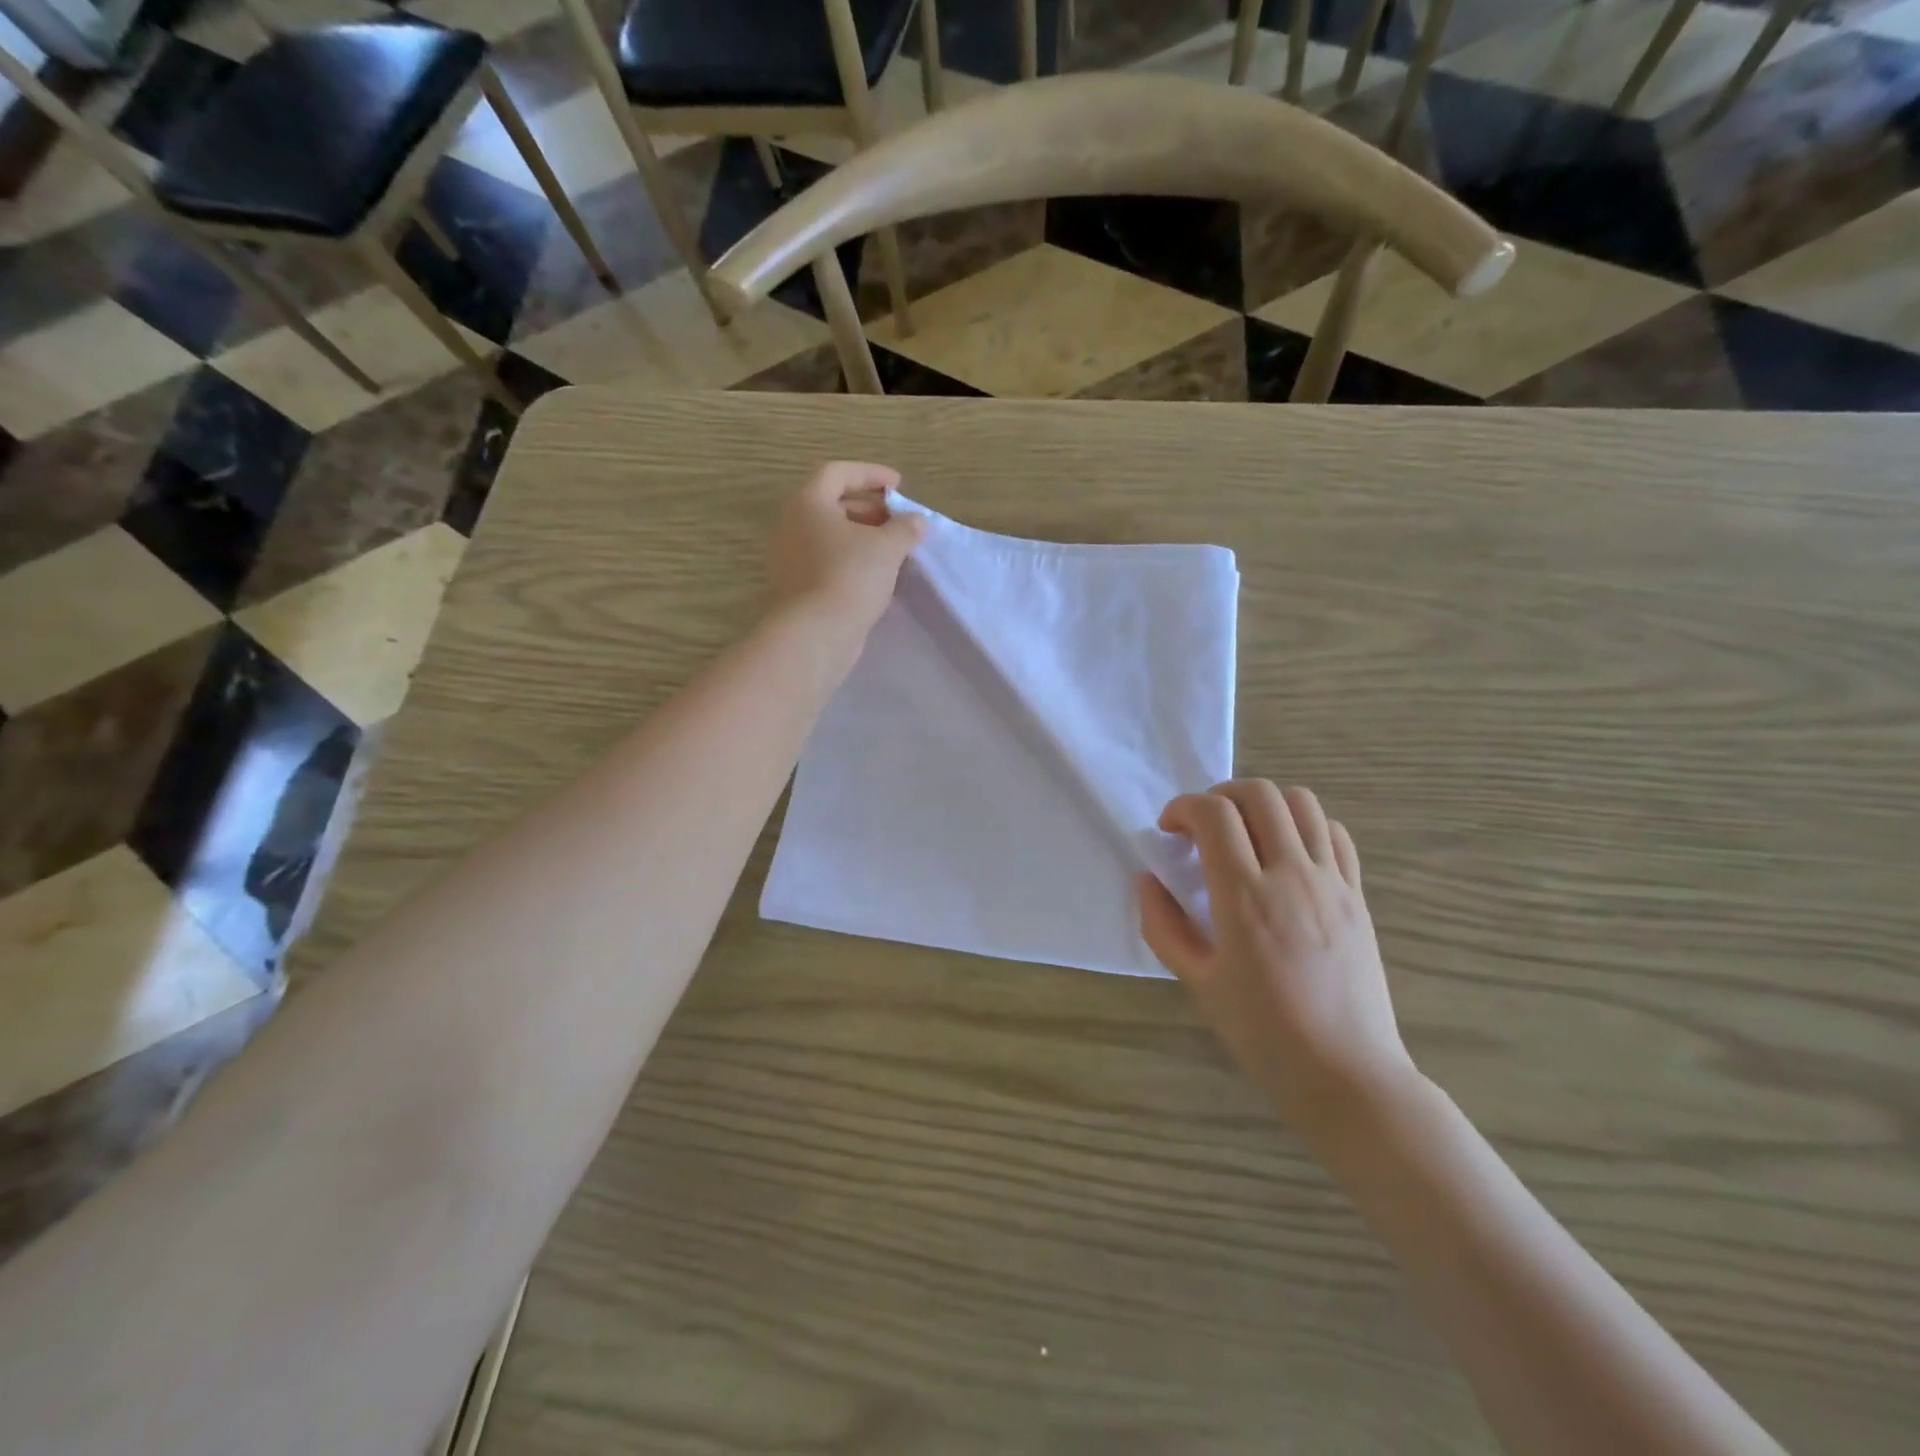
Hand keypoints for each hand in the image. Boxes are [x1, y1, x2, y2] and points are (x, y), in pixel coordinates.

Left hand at [768, 462, 925, 634]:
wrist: (816, 633)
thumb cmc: (850, 576)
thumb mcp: (887, 547)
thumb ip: (905, 528)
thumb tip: (916, 521)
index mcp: (808, 503)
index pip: (838, 473)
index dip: (871, 474)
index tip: (899, 486)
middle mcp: (793, 525)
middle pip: (833, 505)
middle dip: (871, 510)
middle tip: (900, 522)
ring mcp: (792, 559)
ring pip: (832, 538)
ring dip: (864, 539)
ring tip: (895, 551)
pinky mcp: (799, 587)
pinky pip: (829, 563)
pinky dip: (854, 563)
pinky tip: (880, 578)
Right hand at [1140, 782, 1418, 1143]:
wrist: (1347, 1075)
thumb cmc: (1263, 1033)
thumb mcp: (1197, 983)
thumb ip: (1163, 925)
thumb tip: (1146, 880)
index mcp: (1245, 898)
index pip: (1214, 814)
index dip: (1183, 807)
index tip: (1168, 830)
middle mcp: (1291, 875)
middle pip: (1258, 794)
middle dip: (1219, 795)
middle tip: (1201, 828)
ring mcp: (1332, 882)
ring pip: (1301, 802)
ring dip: (1263, 803)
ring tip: (1244, 833)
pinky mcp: (1357, 895)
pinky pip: (1334, 833)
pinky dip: (1304, 825)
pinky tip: (1286, 853)